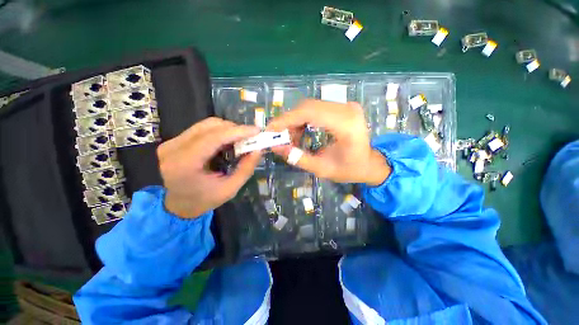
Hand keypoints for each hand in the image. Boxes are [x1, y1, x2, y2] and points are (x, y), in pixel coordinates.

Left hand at [157, 117, 261, 217]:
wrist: (178, 205)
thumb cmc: (204, 200)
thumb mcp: (229, 189)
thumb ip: (245, 169)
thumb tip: (258, 150)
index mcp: (184, 164)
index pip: (213, 138)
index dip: (237, 131)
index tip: (256, 131)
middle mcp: (173, 148)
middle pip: (209, 127)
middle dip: (234, 129)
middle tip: (250, 138)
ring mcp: (171, 143)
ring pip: (206, 125)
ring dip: (227, 129)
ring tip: (240, 140)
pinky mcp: (174, 141)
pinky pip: (201, 129)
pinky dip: (219, 132)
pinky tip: (227, 142)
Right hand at [267, 99, 390, 185]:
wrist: (370, 163)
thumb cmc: (350, 170)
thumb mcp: (323, 169)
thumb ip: (299, 159)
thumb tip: (276, 148)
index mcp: (347, 125)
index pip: (310, 113)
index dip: (286, 119)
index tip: (270, 129)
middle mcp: (347, 109)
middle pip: (308, 107)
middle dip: (289, 121)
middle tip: (279, 137)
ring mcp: (346, 105)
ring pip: (310, 106)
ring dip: (295, 121)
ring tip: (291, 138)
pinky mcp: (343, 107)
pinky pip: (316, 109)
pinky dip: (304, 119)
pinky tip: (301, 132)